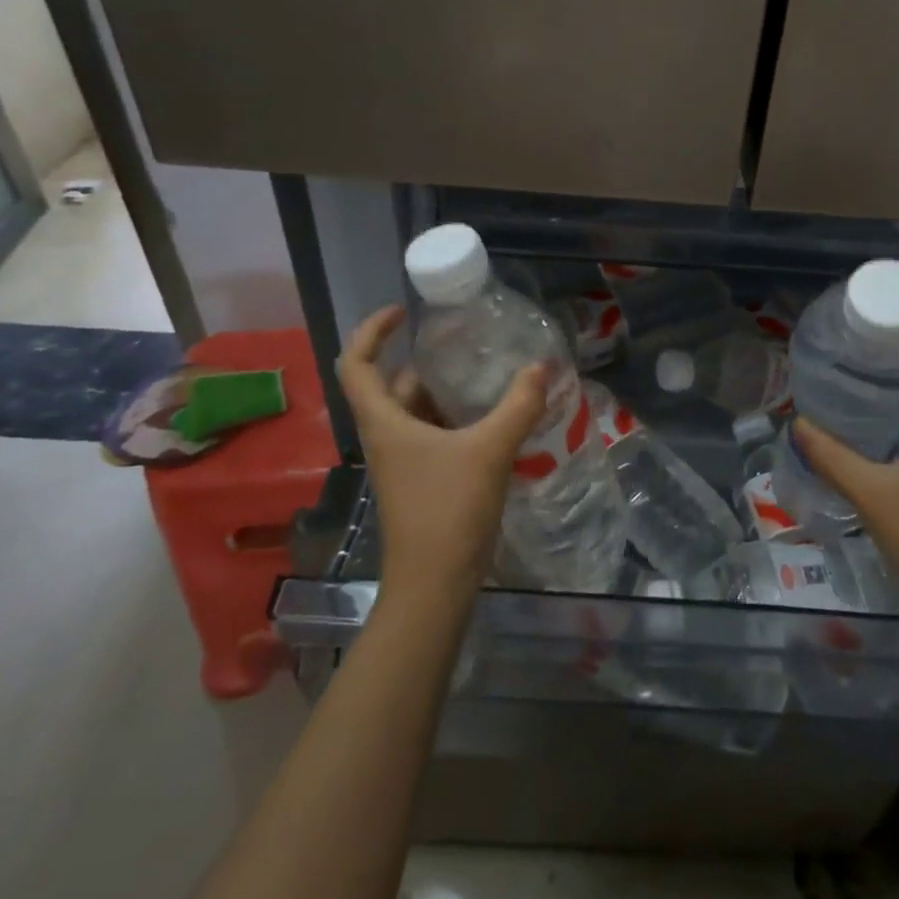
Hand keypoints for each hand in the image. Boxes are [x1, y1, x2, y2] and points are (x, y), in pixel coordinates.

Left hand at [336, 306, 546, 609]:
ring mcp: (403, 462)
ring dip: (445, 391)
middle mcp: (386, 437)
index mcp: (384, 422)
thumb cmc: (448, 510)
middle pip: (394, 385)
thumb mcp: (489, 451)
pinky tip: (493, 417)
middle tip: (465, 342)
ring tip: (485, 373)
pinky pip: (434, 435)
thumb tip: (541, 368)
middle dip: (425, 360)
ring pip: (417, 412)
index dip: (371, 331)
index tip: (402, 313)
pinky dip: (457, 419)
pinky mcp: (422, 480)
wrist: (435, 584)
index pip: (357, 364)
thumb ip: (518, 406)